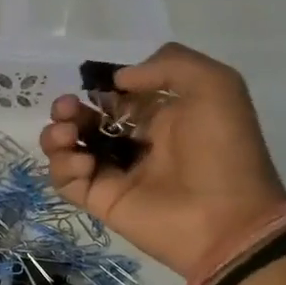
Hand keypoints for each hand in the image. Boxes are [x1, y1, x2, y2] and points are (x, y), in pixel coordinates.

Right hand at [39, 44, 285, 280]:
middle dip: (68, 109)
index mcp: (160, 116)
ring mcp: (113, 173)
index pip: (115, 97)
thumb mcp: (215, 86)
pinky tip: (85, 163)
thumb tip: (117, 82)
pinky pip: (65, 180)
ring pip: (68, 149)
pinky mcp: (99, 200)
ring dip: (57, 135)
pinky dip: (64, 166)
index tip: (96, 85)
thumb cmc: (223, 151)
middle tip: (67, 109)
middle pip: (84, 120)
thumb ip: (169, 64)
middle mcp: (133, 143)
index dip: (101, 88)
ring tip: (67, 135)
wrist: (228, 220)